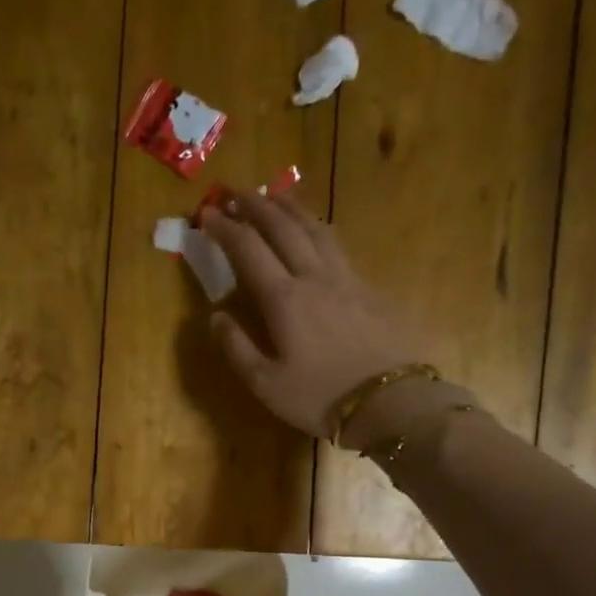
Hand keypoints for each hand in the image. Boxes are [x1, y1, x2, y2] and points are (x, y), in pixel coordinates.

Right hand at [199, 192, 472, 445]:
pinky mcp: (369, 289)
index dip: (224, 228)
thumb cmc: (320, 398)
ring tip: (274, 196)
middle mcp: (314, 277)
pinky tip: (314, 232)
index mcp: (284, 299)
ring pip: (315, 228)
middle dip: (254, 205)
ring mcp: (347, 279)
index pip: (248, 249)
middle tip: (234, 193)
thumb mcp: (266, 384)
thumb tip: (215, 316)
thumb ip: (236, 348)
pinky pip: (337, 246)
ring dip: (290, 207)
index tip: (205, 214)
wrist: (390, 402)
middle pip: (283, 227)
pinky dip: (316, 229)